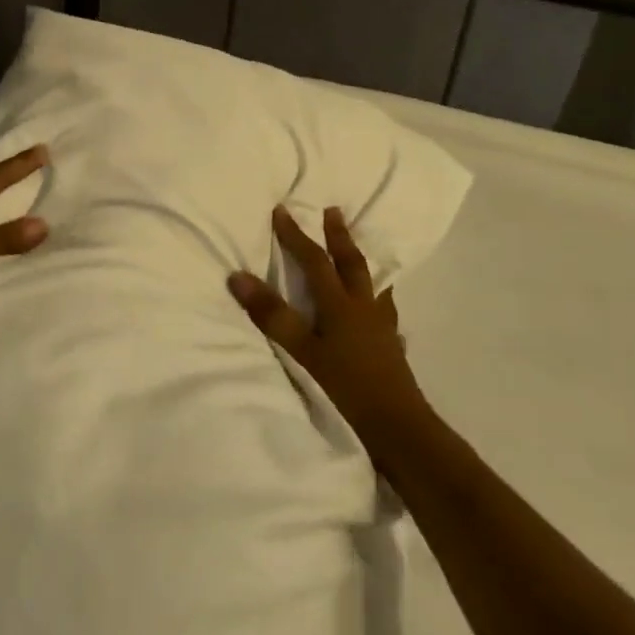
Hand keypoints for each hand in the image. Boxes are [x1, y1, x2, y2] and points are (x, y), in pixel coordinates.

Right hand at [228, 206, 429, 444]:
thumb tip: (238, 277)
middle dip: (339, 236)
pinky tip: (379, 310)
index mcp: (340, 303)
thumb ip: (272, 314)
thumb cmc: (345, 385)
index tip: (282, 209)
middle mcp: (364, 306)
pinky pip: (385, 309)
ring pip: (373, 283)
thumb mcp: (302, 350)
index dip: (296, 235)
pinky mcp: (391, 345)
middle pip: (351, 262)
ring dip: (360, 262)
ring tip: (358, 252)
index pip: (314, 260)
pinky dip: (378, 298)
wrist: (397, 424)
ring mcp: (382, 325)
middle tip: (333, 212)